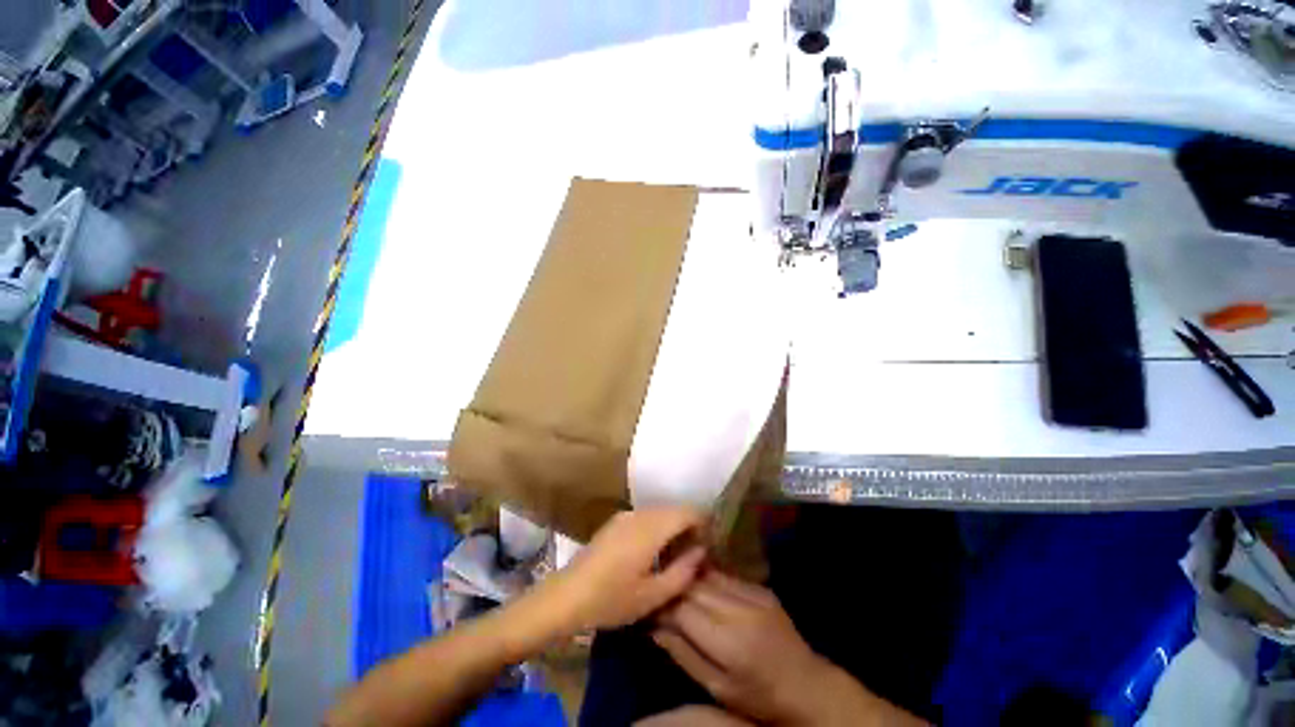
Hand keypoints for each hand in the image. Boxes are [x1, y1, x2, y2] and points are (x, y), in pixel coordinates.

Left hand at [539, 508, 707, 633]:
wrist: (567, 595)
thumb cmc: (611, 599)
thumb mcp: (652, 595)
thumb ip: (682, 572)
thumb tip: (702, 551)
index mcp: (651, 528)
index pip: (687, 511)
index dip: (703, 524)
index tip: (709, 546)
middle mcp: (640, 514)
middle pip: (674, 509)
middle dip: (689, 526)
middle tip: (695, 554)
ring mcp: (626, 515)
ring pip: (660, 512)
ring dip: (673, 527)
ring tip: (676, 556)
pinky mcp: (616, 521)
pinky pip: (646, 516)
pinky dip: (658, 528)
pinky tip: (653, 553)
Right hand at [655, 572, 921, 726]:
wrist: (806, 685)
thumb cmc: (757, 697)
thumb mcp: (716, 687)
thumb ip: (682, 654)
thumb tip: (652, 625)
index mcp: (728, 643)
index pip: (682, 608)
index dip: (660, 601)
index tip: (644, 599)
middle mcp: (739, 610)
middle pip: (693, 585)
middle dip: (670, 582)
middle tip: (653, 583)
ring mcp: (753, 594)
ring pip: (708, 573)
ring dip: (686, 573)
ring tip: (670, 575)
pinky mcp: (760, 587)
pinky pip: (724, 574)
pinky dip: (706, 574)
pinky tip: (696, 577)